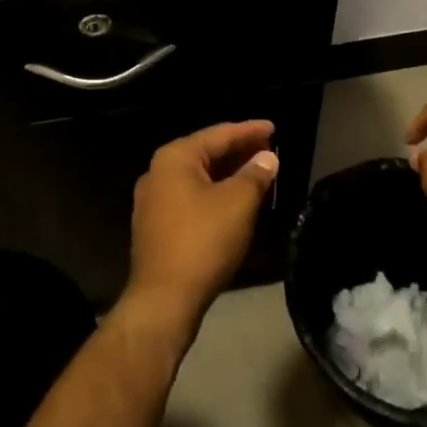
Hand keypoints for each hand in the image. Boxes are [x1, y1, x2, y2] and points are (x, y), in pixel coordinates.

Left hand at [126, 121, 279, 335]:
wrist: (164, 299)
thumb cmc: (203, 241)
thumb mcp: (238, 203)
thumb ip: (255, 174)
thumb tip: (267, 157)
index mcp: (175, 158)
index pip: (219, 134)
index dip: (249, 130)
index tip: (274, 127)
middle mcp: (158, 172)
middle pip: (206, 153)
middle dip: (239, 151)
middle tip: (269, 148)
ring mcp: (153, 200)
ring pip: (199, 176)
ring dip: (228, 173)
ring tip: (258, 171)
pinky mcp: (156, 226)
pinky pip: (191, 196)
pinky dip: (215, 192)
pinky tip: (235, 200)